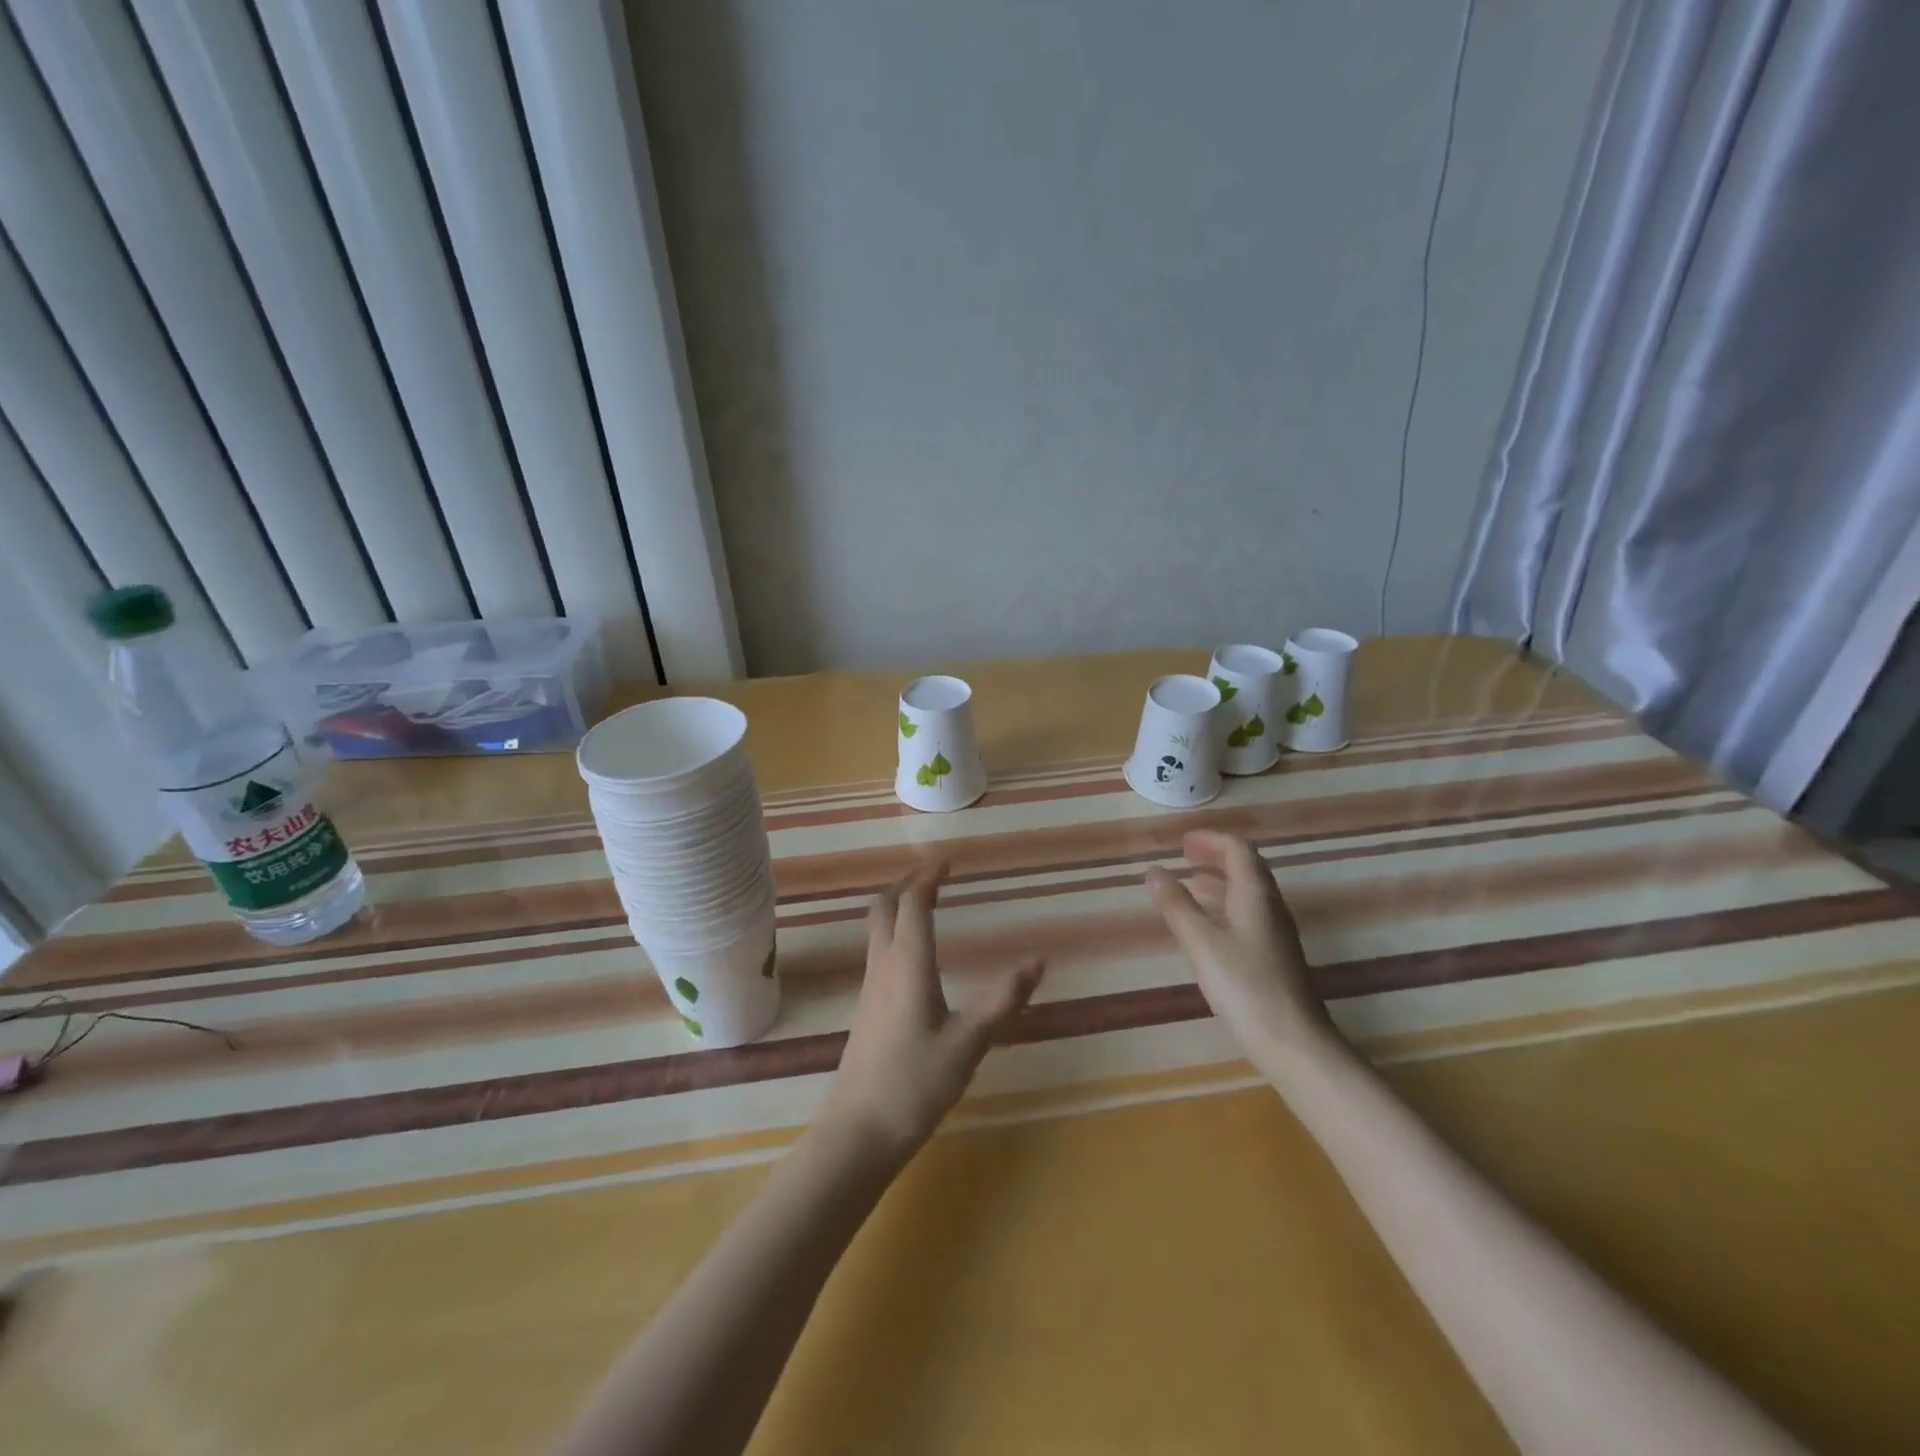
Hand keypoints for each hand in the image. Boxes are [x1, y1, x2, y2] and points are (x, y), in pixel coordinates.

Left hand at [820, 863, 1044, 1166]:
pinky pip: (879, 953)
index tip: (945, 861)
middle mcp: (883, 967)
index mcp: (907, 964)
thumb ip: (1002, 1000)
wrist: (858, 1132)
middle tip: (934, 879)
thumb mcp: (968, 1043)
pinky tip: (916, 958)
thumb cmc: (914, 1083)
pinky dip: (896, 935)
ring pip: (877, 931)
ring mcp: (870, 989)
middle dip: (906, 886)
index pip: (912, 905)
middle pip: (884, 909)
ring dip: (898, 909)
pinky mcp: (867, 1010)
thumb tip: (1038, 961)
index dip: (927, 878)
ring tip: (927, 907)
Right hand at [1145, 831, 1338, 1067]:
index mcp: (1255, 894)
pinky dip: (1226, 904)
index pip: (1238, 850)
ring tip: (1191, 883)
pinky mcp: (1276, 956)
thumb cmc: (1244, 985)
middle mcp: (1271, 906)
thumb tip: (1154, 871)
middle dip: (1216, 855)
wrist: (1294, 1042)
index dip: (1211, 840)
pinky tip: (1209, 925)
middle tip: (1185, 855)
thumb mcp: (1201, 942)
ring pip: (1249, 892)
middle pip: (1247, 867)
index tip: (1182, 842)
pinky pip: (1249, 913)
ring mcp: (1277, 932)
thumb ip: (1176, 905)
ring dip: (1221, 880)